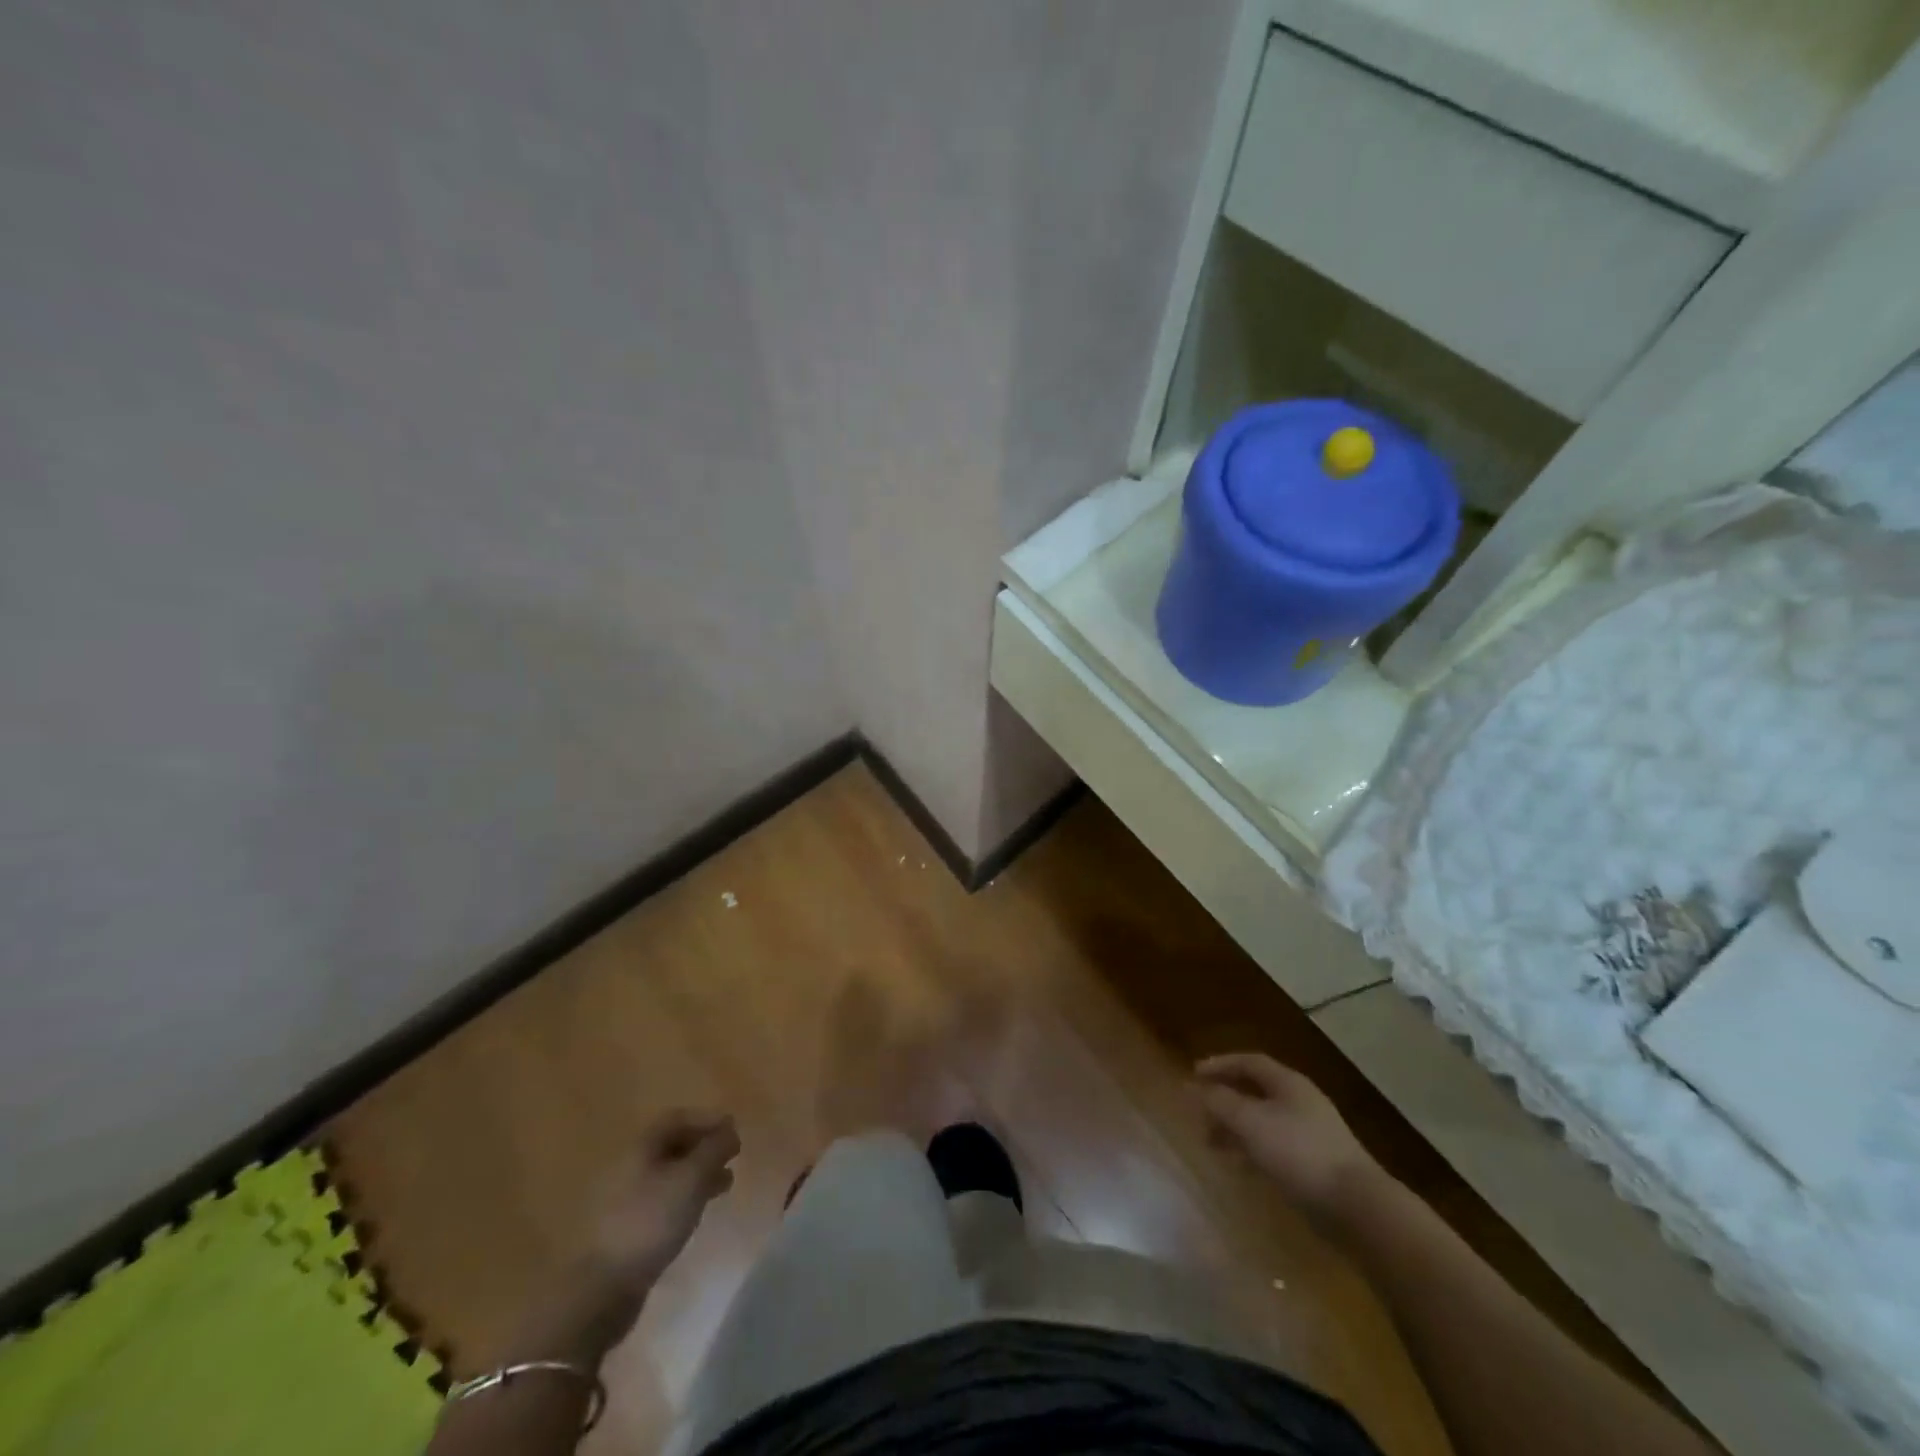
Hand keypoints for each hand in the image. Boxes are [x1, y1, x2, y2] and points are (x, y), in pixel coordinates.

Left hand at [591, 1109, 740, 1282]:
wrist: (607, 1286)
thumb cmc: (653, 1220)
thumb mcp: (692, 1178)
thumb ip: (714, 1149)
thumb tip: (729, 1130)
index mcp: (642, 1147)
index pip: (678, 1118)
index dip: (708, 1120)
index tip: (734, 1131)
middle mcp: (632, 1165)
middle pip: (674, 1144)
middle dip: (706, 1147)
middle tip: (733, 1157)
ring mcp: (628, 1197)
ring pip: (671, 1173)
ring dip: (700, 1172)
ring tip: (725, 1185)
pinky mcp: (630, 1225)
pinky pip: (664, 1197)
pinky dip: (687, 1195)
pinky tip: (699, 1210)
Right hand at [1196, 1054, 1379, 1226]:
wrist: (1357, 1206)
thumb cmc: (1299, 1152)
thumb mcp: (1250, 1122)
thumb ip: (1219, 1102)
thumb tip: (1191, 1087)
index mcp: (1287, 1083)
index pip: (1249, 1062)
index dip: (1220, 1064)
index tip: (1193, 1076)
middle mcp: (1299, 1102)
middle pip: (1255, 1092)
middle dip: (1224, 1100)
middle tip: (1199, 1113)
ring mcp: (1310, 1134)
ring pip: (1262, 1122)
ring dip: (1235, 1128)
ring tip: (1211, 1144)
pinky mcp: (1315, 1165)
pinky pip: (1274, 1148)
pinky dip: (1251, 1151)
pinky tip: (1239, 1167)